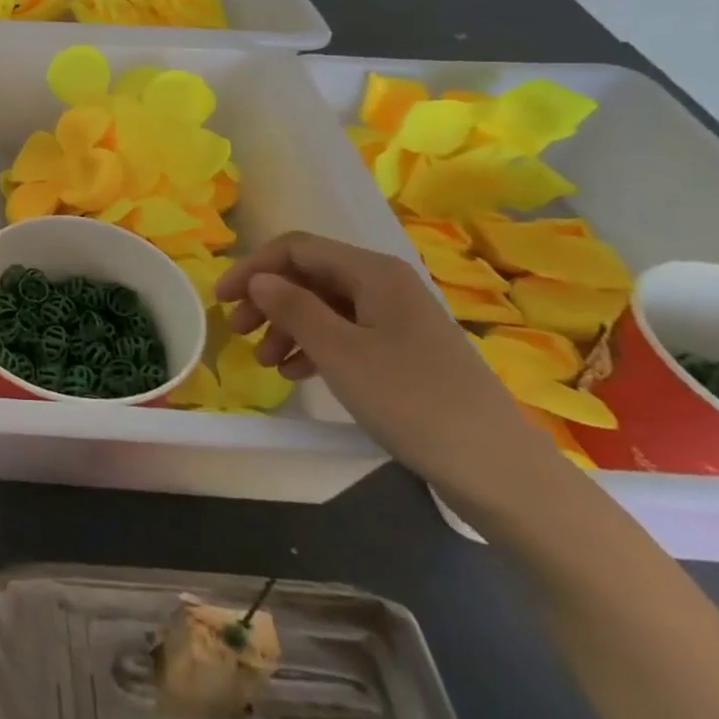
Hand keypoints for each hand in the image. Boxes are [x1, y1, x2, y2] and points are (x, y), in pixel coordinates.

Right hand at [216, 231, 561, 505]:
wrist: (496, 469)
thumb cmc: (410, 400)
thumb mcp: (339, 351)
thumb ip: (292, 307)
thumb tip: (259, 280)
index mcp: (373, 273)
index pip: (296, 249)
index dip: (253, 268)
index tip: (222, 300)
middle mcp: (386, 285)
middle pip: (309, 275)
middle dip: (268, 299)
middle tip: (238, 331)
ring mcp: (397, 319)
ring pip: (324, 306)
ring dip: (287, 326)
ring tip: (265, 361)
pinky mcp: (403, 351)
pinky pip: (345, 333)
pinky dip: (313, 346)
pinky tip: (296, 372)